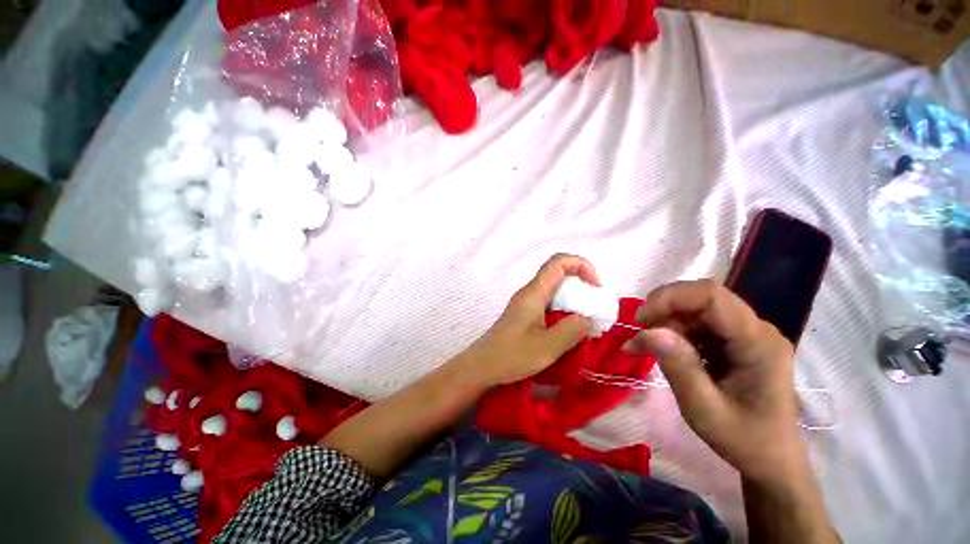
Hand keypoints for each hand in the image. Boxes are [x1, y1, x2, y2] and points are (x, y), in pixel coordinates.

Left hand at [462, 254, 596, 387]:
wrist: (481, 366)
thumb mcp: (546, 347)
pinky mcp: (525, 315)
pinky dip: (564, 311)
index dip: (581, 265)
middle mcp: (529, 293)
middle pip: (558, 274)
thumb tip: (588, 319)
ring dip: (573, 300)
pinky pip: (549, 304)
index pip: (558, 262)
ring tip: (586, 321)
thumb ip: (572, 330)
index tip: (595, 287)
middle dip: (581, 284)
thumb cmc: (511, 356)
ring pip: (554, 290)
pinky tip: (569, 330)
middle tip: (594, 307)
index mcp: (534, 293)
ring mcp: (526, 304)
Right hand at [622, 280, 805, 484]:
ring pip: (696, 309)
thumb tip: (648, 331)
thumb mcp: (705, 410)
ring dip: (665, 322)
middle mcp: (756, 330)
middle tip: (640, 333)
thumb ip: (679, 368)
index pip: (712, 297)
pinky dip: (673, 332)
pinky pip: (698, 323)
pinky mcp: (736, 341)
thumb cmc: (743, 440)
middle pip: (702, 298)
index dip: (670, 298)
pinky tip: (662, 350)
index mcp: (758, 344)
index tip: (640, 320)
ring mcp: (747, 334)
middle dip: (664, 308)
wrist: (770, 459)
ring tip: (645, 347)